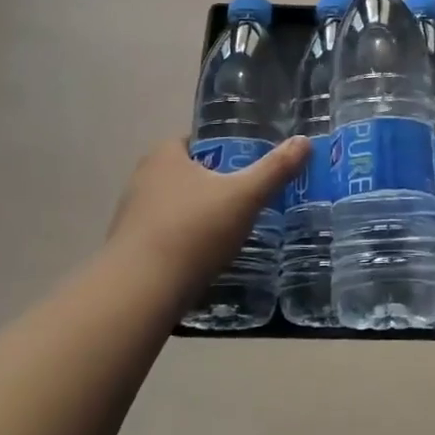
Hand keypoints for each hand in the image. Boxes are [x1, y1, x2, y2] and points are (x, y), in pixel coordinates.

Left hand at [106, 136, 309, 285]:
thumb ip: (275, 169)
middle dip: (215, 185)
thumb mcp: (245, 197)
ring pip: (176, 206)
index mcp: (165, 155)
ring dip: (200, 215)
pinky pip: (165, 236)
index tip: (249, 166)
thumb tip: (304, 141)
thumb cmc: (193, 231)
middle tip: (248, 199)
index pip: (198, 142)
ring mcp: (132, 216)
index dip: (225, 151)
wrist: (140, 292)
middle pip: (189, 174)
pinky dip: (185, 241)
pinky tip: (206, 258)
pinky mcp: (129, 249)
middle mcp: (143, 179)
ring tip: (232, 231)